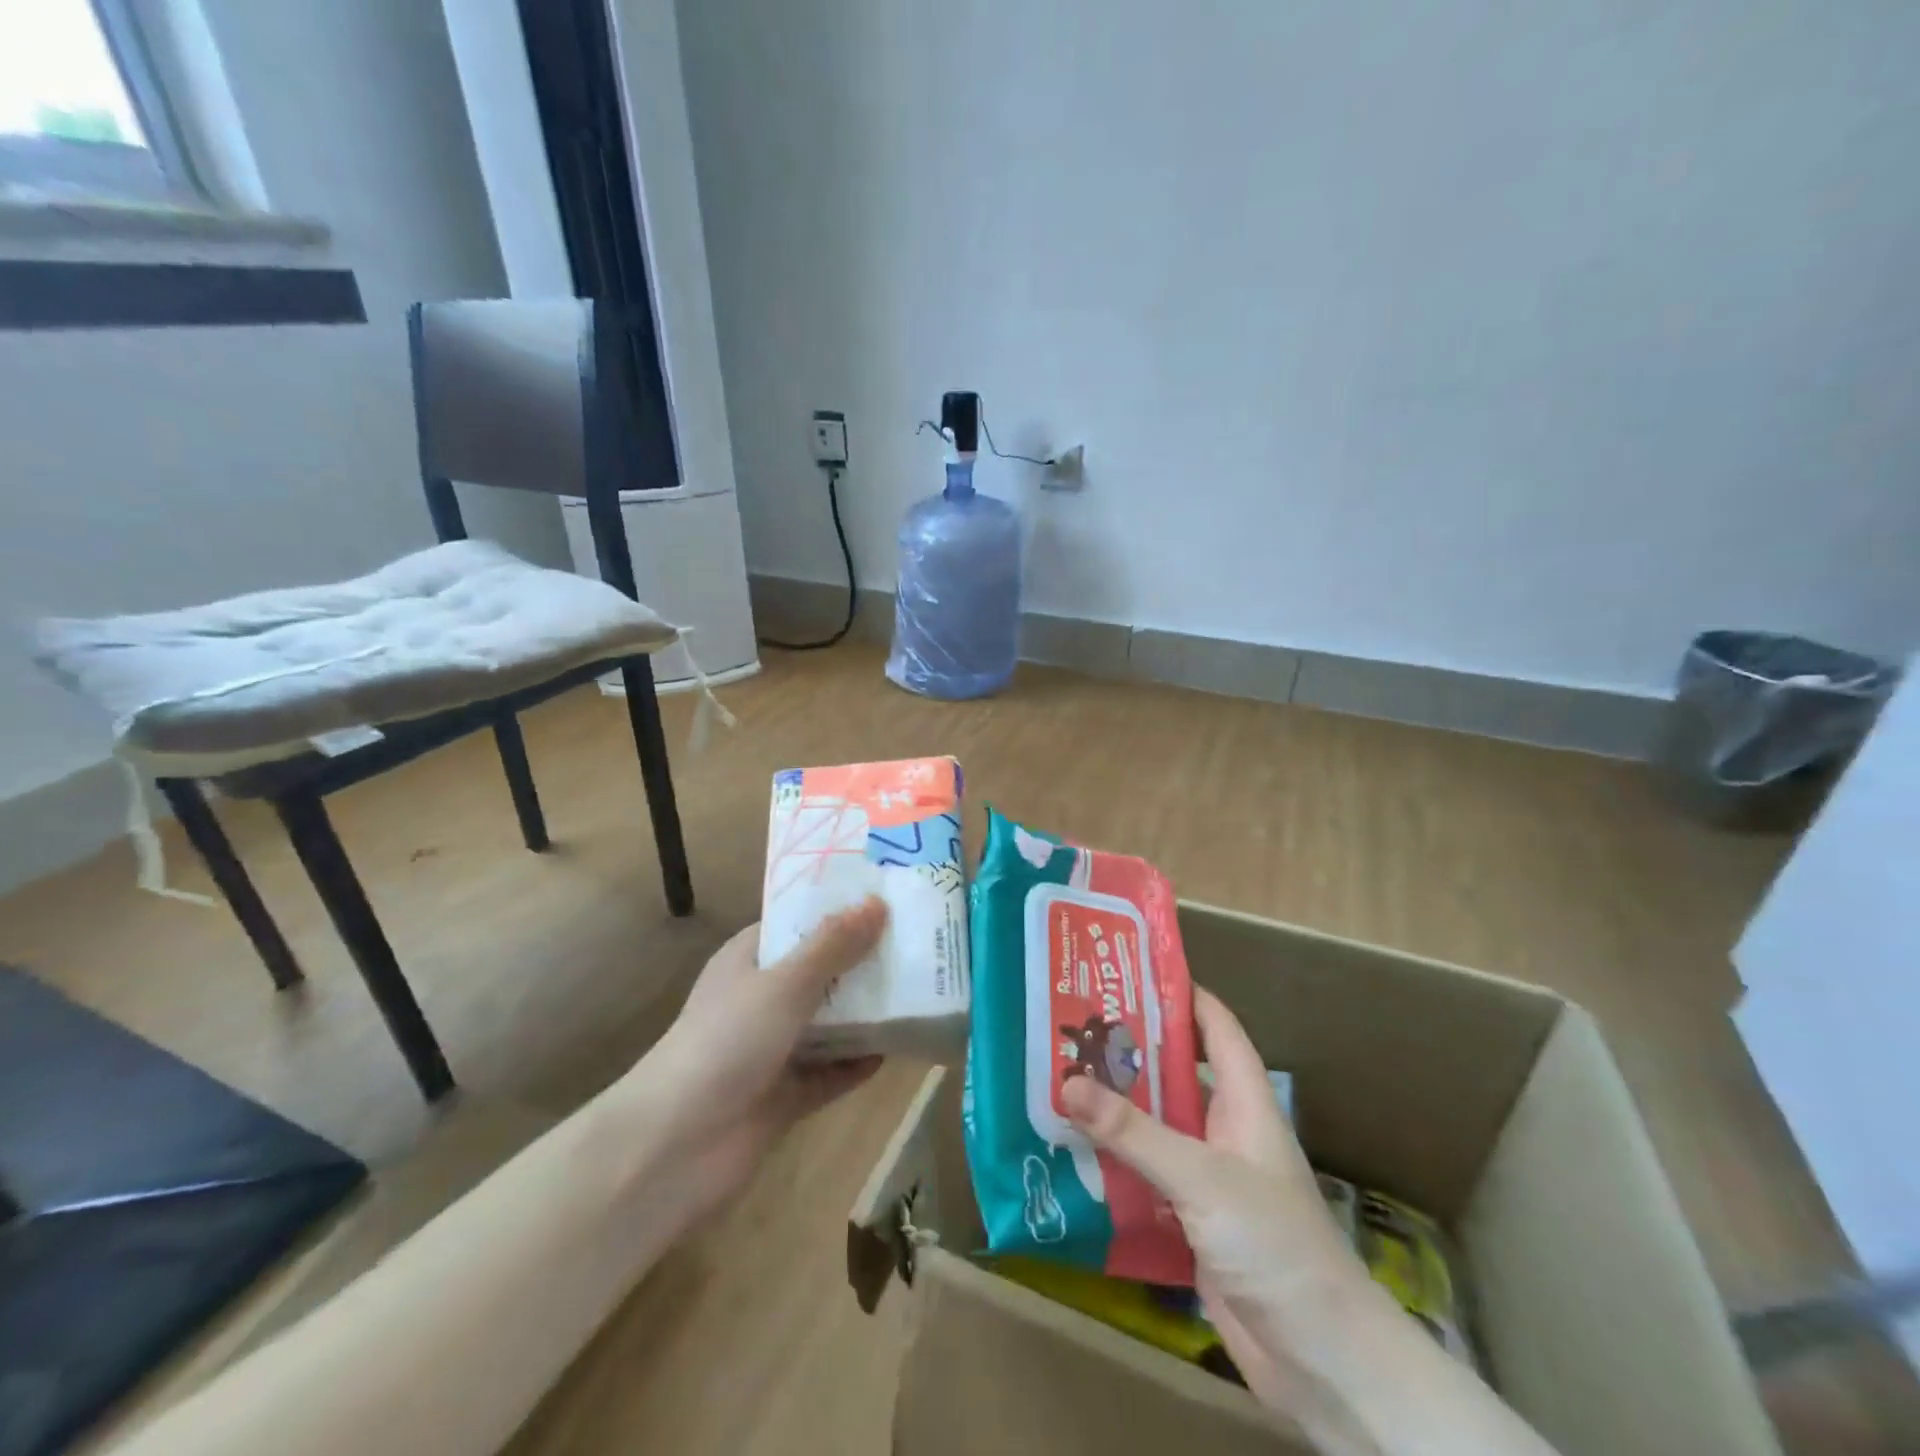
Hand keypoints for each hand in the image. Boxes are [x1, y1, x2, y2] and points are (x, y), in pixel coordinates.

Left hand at [632, 898, 887, 1211]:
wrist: (676, 1147)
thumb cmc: (726, 1042)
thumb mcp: (783, 984)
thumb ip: (833, 945)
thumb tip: (876, 902)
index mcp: (748, 960)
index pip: (798, 923)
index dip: (838, 909)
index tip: (887, 897)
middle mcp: (760, 998)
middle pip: (820, 971)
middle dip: (862, 960)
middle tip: (917, 941)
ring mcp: (772, 1049)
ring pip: (829, 1022)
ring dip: (866, 1012)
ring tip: (919, 990)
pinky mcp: (785, 1094)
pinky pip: (831, 1071)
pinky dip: (858, 1062)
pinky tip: (896, 1049)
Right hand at [1059, 988, 1366, 1410]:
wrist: (1321, 1361)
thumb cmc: (1275, 1244)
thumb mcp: (1203, 1177)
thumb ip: (1135, 1132)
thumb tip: (1066, 1083)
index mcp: (1244, 1102)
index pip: (1216, 1027)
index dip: (1180, 993)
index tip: (1128, 971)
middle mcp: (1224, 1130)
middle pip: (1173, 1074)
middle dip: (1126, 1051)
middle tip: (1070, 1026)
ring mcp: (1207, 1178)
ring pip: (1153, 1127)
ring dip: (1112, 1110)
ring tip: (1054, 1081)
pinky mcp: (1189, 1221)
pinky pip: (1143, 1178)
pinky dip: (1110, 1164)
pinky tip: (1066, 1154)